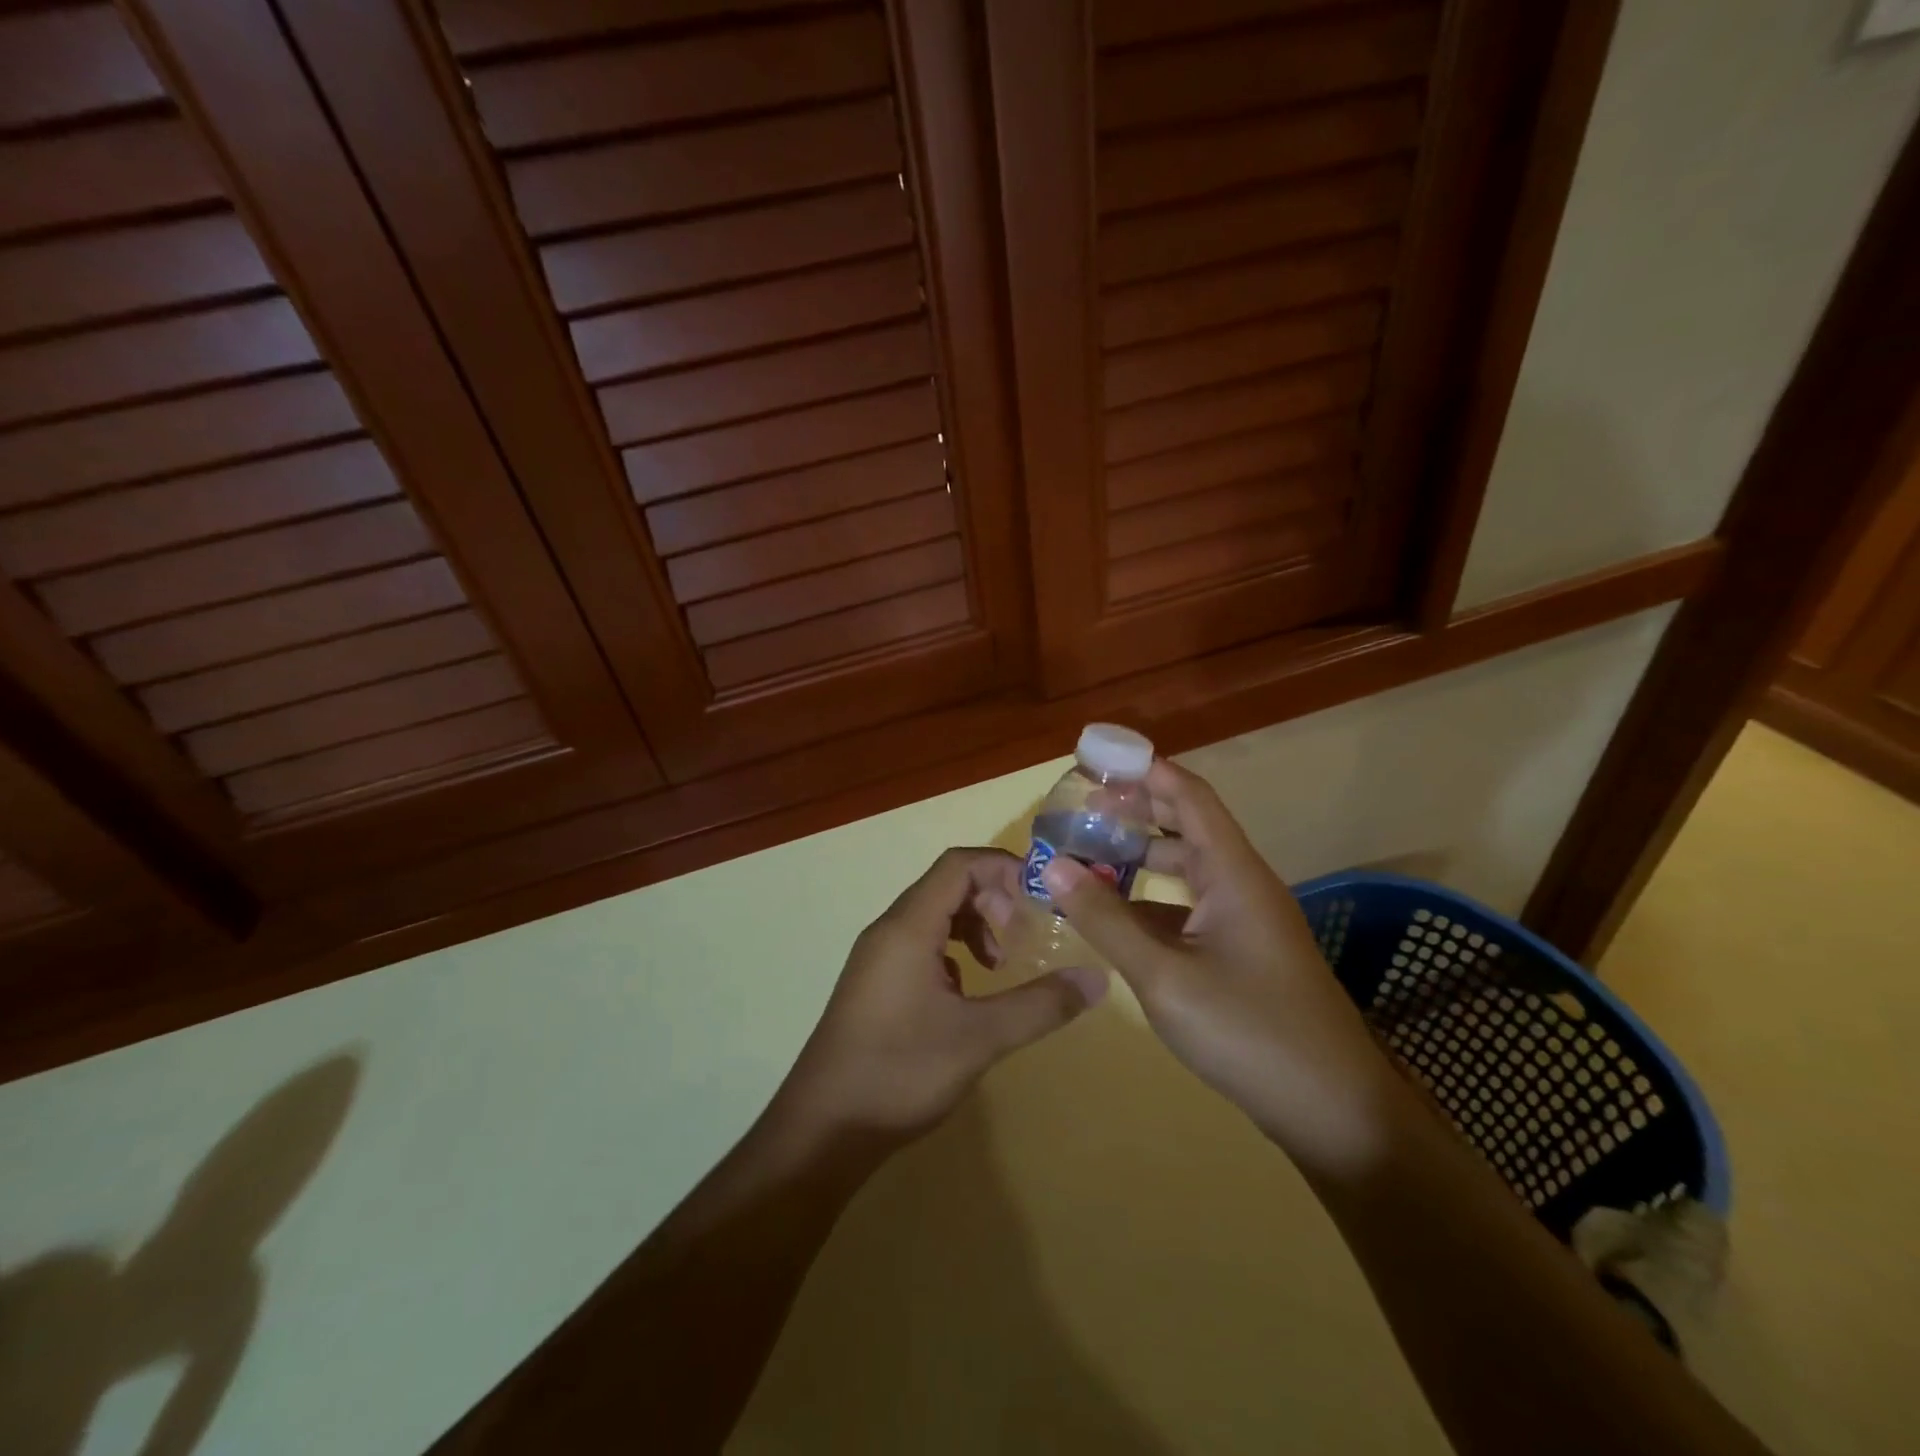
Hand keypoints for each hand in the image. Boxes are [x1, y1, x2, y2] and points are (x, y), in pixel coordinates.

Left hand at [773, 847, 1105, 1143]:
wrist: (822, 1129)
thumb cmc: (900, 1071)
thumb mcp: (980, 1038)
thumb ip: (1040, 1005)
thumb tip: (1098, 979)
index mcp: (908, 926)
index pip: (959, 865)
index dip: (1004, 870)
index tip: (1042, 899)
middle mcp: (889, 930)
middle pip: (947, 886)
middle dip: (993, 900)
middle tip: (1022, 938)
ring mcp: (878, 958)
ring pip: (933, 916)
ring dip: (974, 926)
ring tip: (1000, 966)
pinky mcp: (875, 984)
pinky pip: (920, 945)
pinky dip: (953, 952)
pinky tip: (967, 994)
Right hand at [1039, 762, 1400, 1174]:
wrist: (1336, 1113)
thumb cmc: (1250, 1032)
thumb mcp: (1164, 976)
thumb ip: (1106, 919)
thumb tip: (1053, 866)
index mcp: (1233, 872)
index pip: (1188, 795)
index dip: (1145, 770)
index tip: (1096, 761)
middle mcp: (1241, 884)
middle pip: (1185, 827)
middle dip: (1134, 812)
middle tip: (1079, 810)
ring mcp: (1244, 921)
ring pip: (1186, 871)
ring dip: (1139, 859)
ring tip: (1085, 858)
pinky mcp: (1241, 954)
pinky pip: (1188, 909)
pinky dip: (1149, 903)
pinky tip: (1114, 918)